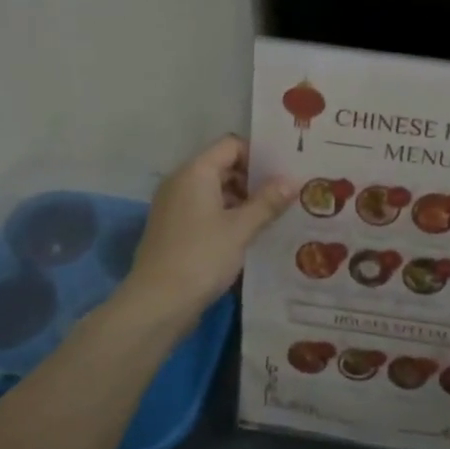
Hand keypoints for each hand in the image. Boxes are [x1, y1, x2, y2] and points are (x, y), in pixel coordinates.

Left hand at [120, 136, 294, 328]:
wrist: (158, 302)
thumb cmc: (201, 257)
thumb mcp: (241, 229)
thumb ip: (267, 202)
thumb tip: (291, 180)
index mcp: (195, 172)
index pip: (230, 145)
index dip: (258, 156)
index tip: (283, 175)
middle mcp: (180, 182)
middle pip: (222, 166)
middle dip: (253, 180)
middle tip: (285, 197)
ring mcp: (173, 206)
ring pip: (214, 191)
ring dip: (241, 201)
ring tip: (273, 218)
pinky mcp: (173, 229)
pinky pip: (204, 211)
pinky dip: (226, 217)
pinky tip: (248, 236)